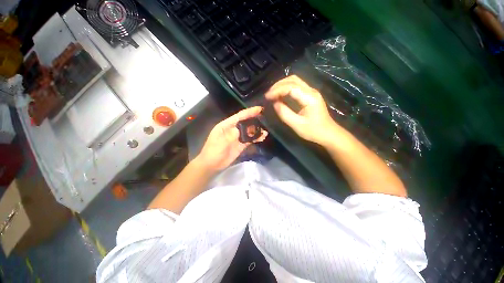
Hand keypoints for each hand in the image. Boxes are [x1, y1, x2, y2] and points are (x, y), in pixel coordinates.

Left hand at [196, 106, 267, 171]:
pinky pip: (250, 140)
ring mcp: (237, 137)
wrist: (212, 165)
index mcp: (226, 125)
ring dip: (257, 130)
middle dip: (255, 120)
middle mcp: (233, 129)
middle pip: (246, 122)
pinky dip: (256, 138)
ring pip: (249, 131)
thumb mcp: (221, 141)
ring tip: (266, 131)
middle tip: (266, 119)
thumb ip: (233, 134)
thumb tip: (244, 129)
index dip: (249, 112)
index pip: (239, 116)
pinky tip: (262, 137)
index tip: (260, 109)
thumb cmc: (213, 151)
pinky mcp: (241, 145)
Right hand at [265, 75, 336, 144]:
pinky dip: (286, 88)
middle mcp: (311, 91)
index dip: (277, 90)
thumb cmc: (313, 131)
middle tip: (268, 95)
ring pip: (294, 81)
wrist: (328, 134)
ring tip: (272, 94)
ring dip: (282, 85)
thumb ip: (284, 113)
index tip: (266, 97)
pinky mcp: (310, 95)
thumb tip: (274, 103)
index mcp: (309, 97)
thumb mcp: (297, 125)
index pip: (290, 87)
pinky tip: (280, 95)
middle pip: (292, 79)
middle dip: (278, 85)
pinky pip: (296, 86)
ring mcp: (311, 92)